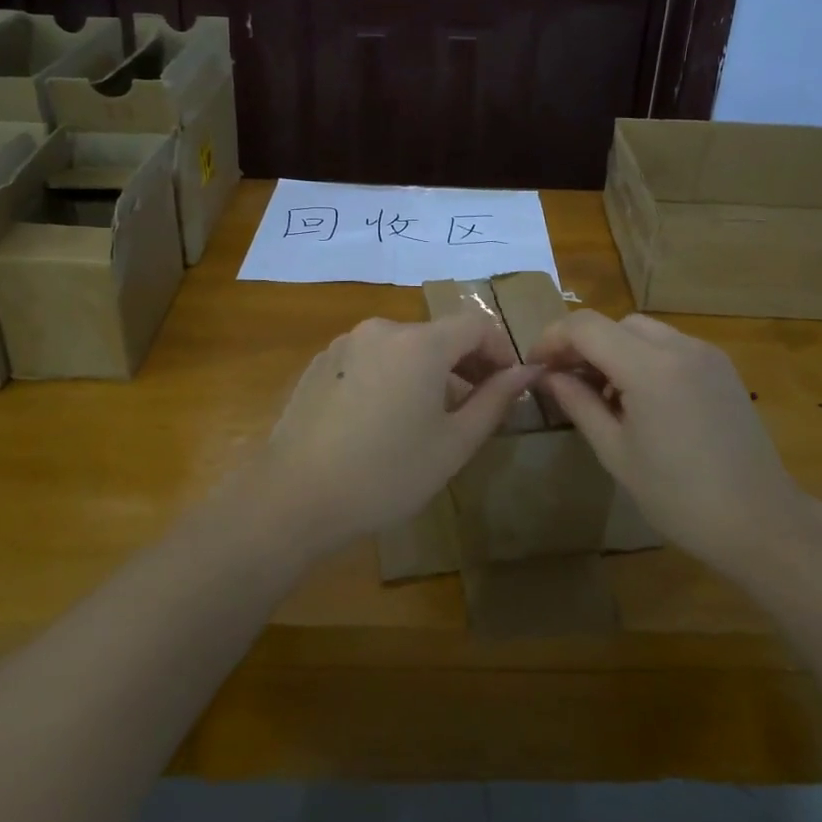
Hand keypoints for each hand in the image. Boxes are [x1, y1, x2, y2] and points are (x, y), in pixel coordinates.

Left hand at [260, 314, 539, 557]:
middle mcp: (382, 329)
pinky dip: (391, 375)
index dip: (500, 350)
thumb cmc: (386, 473)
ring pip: (402, 346)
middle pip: (437, 334)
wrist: (294, 496)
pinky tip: (383, 419)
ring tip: (430, 415)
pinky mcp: (320, 363)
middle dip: (465, 362)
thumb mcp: (453, 443)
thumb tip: (527, 372)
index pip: (476, 325)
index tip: (509, 384)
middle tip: (477, 404)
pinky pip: (370, 358)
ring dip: (427, 370)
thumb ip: (495, 400)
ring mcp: (345, 343)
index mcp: (420, 343)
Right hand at [528, 312, 806, 578]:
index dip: (552, 338)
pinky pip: (670, 346)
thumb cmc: (679, 497)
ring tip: (604, 395)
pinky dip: (644, 358)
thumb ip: (578, 403)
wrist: (761, 523)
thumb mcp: (616, 452)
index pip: (586, 327)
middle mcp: (680, 347)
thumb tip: (548, 375)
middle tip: (565, 382)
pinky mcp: (722, 368)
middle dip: (584, 345)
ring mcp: (706, 354)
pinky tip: (641, 399)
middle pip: (615, 324)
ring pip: (643, 331)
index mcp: (649, 368)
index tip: (535, 365)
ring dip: (614, 350)